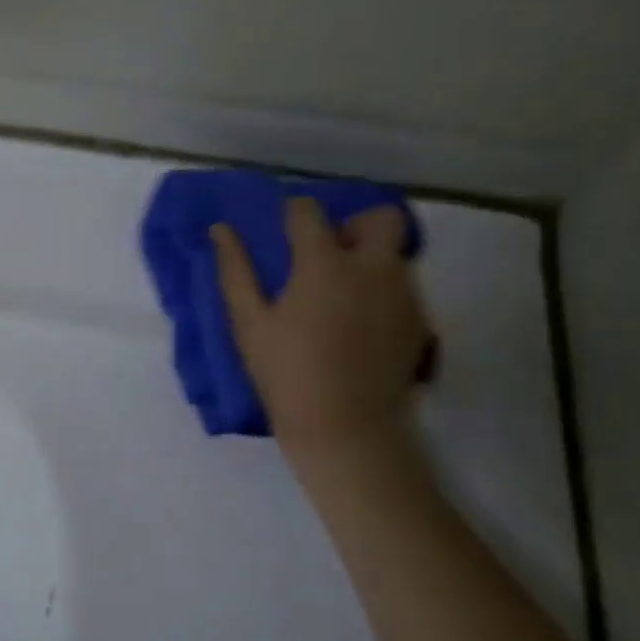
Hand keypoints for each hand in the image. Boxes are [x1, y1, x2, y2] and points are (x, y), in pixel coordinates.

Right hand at [212, 198, 433, 461]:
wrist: (344, 428)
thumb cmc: (285, 373)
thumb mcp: (248, 323)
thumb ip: (235, 270)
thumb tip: (220, 230)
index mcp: (325, 264)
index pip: (309, 212)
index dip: (293, 214)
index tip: (284, 229)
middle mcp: (373, 268)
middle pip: (380, 217)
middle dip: (354, 224)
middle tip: (328, 253)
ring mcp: (403, 294)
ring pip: (394, 253)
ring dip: (369, 258)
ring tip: (340, 292)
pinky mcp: (419, 322)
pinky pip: (403, 287)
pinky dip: (382, 290)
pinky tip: (359, 322)